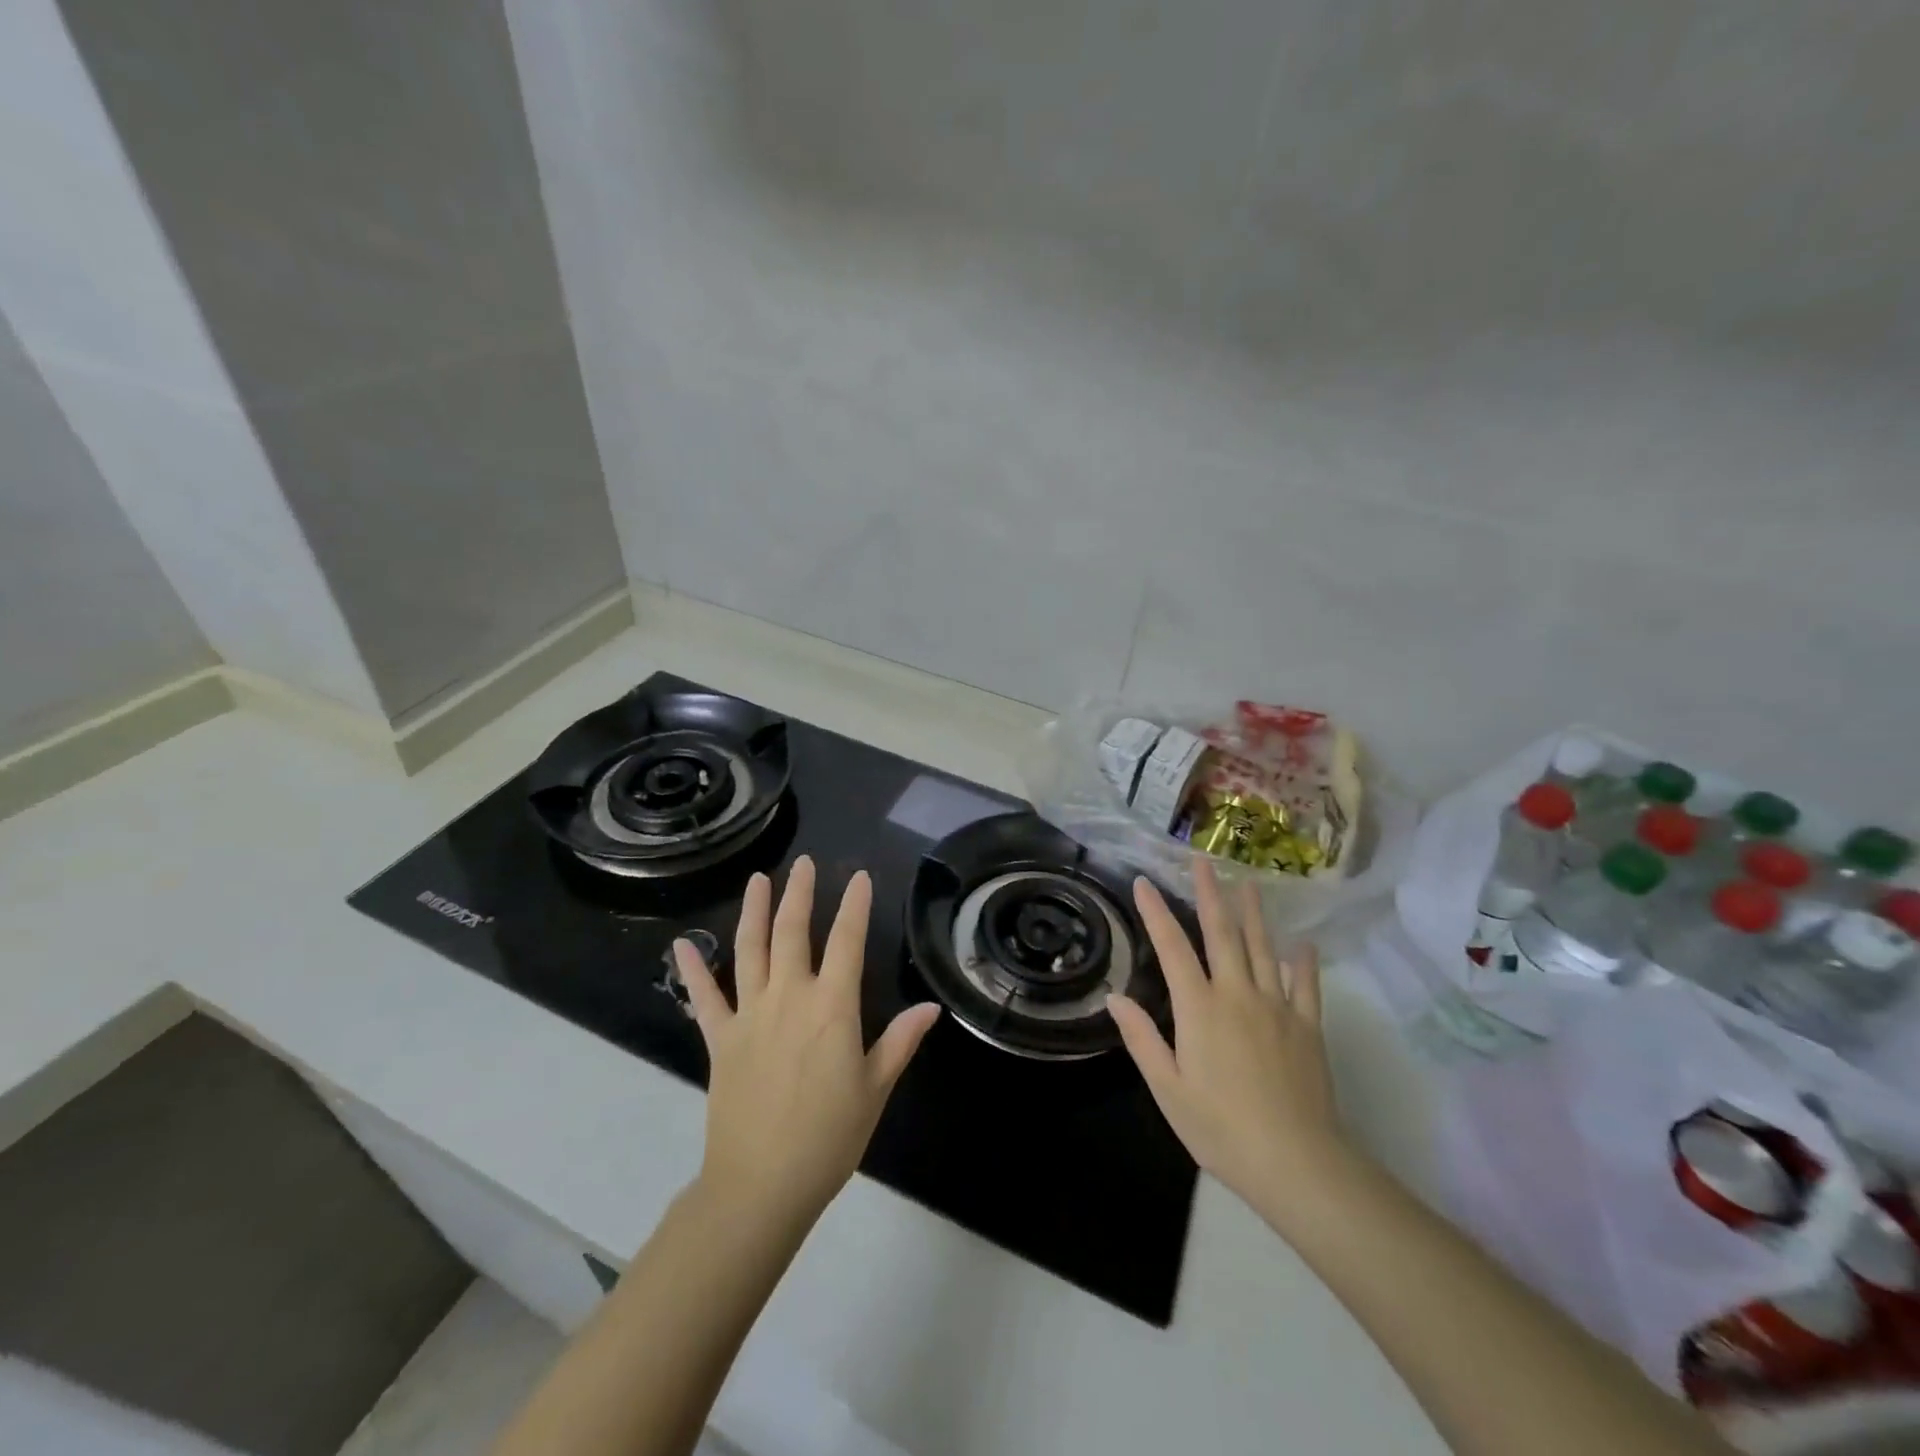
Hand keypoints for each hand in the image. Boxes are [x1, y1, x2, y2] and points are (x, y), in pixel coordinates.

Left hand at [674, 857, 940, 1232]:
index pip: (848, 942)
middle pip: (794, 932)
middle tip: (804, 864)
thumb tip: (931, 1007)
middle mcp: (790, 997)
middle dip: (800, 894)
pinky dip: (692, 970)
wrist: (761, 1185)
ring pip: (751, 950)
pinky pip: (703, 997)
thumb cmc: (828, 1138)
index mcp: (832, 1008)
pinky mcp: (719, 1038)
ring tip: (758, 880)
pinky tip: (681, 945)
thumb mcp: (875, 1090)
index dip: (855, 906)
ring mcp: (749, 1014)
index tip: (860, 877)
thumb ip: (900, 1042)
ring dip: (754, 911)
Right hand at [1107, 857, 1343, 1211]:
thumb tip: (1116, 997)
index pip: (1172, 947)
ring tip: (1249, 884)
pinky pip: (1305, 986)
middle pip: (1221, 934)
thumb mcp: (1168, 1089)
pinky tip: (1303, 944)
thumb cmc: (1220, 1128)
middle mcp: (1237, 994)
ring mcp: (1277, 1007)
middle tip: (1203, 861)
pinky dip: (1303, 962)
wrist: (1296, 1162)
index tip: (1145, 881)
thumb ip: (1142, 1039)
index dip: (1156, 912)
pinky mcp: (1307, 1027)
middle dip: (1210, 894)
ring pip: (1263, 949)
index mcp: (1199, 1008)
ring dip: (1253, 914)